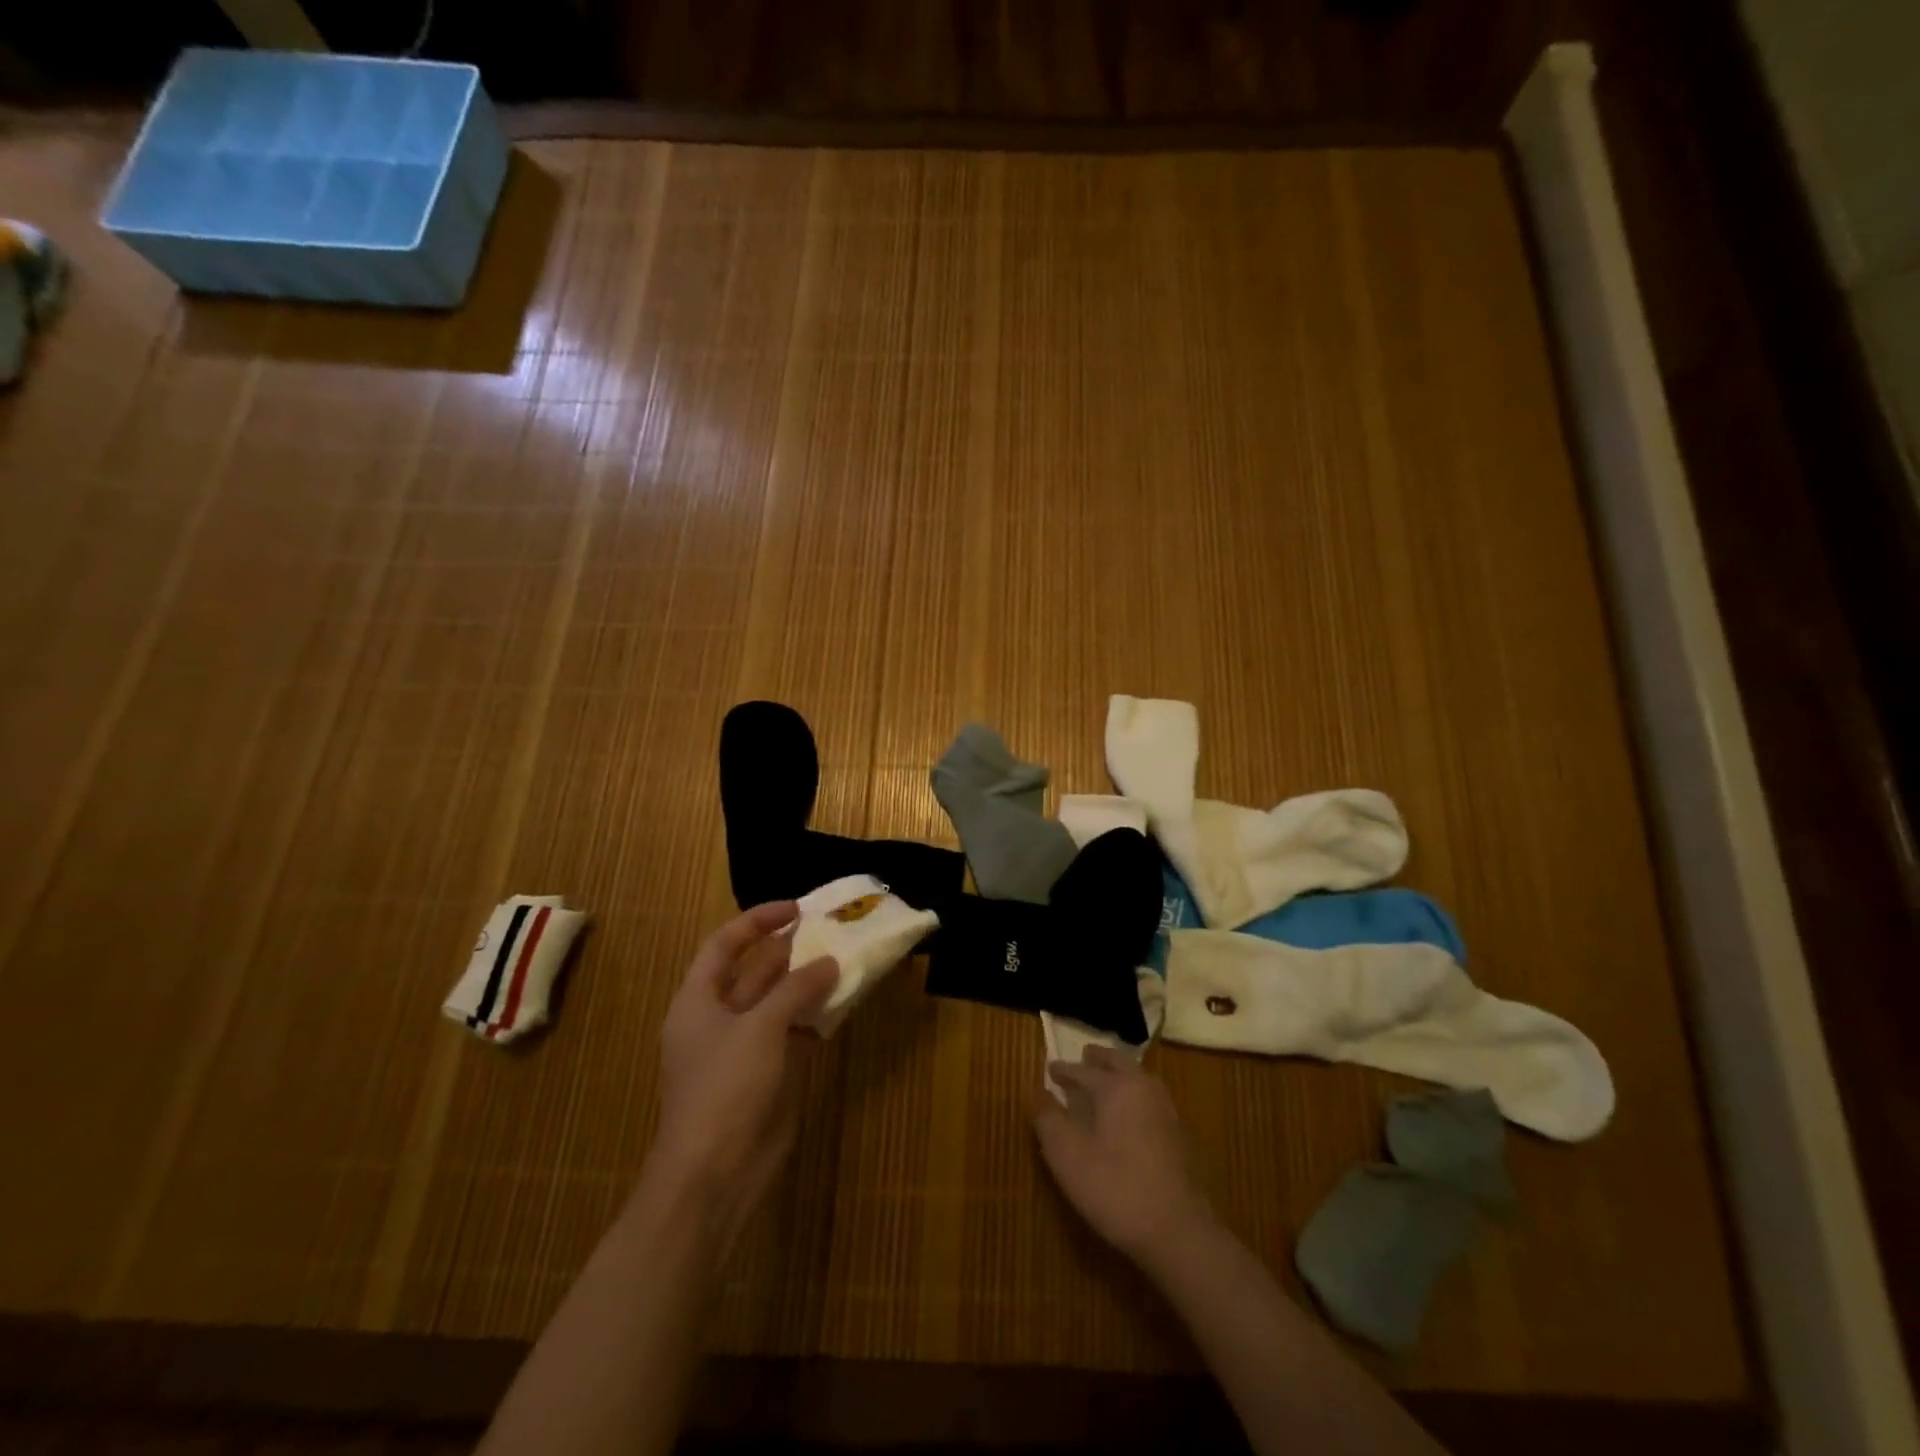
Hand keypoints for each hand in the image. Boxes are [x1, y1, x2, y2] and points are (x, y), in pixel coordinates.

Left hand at [650, 901, 838, 1245]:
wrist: (714, 1175)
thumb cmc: (725, 1088)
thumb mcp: (760, 1028)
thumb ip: (795, 989)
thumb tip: (828, 961)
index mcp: (698, 1001)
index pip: (724, 945)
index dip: (756, 922)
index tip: (796, 909)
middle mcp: (719, 1019)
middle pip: (755, 972)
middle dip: (790, 951)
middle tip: (831, 931)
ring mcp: (744, 1049)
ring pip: (779, 1004)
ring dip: (808, 984)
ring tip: (845, 960)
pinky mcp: (768, 1076)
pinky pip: (794, 1035)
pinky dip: (816, 1018)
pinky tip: (844, 1004)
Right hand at [1035, 1046, 1216, 1262]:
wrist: (1178, 1231)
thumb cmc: (1115, 1187)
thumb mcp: (1068, 1156)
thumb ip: (1049, 1120)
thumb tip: (1037, 1092)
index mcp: (1116, 1087)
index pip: (1083, 1071)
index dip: (1064, 1070)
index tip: (1050, 1068)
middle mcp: (1144, 1089)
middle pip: (1119, 1063)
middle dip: (1100, 1059)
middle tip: (1086, 1055)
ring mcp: (1166, 1112)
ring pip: (1139, 1079)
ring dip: (1121, 1073)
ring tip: (1108, 1078)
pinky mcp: (1179, 1137)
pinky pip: (1150, 1100)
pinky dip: (1135, 1095)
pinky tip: (1130, 1114)